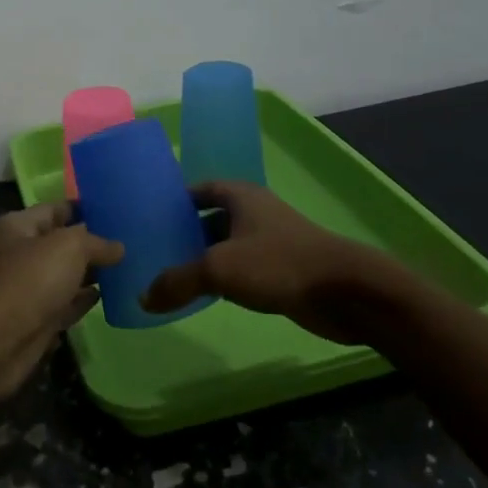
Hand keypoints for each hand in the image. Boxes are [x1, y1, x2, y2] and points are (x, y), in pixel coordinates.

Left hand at [0, 202, 123, 403]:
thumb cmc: (30, 280)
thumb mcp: (69, 247)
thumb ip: (97, 243)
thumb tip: (118, 248)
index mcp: (18, 226)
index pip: (56, 209)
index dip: (85, 209)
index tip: (117, 211)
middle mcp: (20, 254)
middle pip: (61, 243)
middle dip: (92, 244)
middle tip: (130, 241)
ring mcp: (28, 289)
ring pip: (65, 275)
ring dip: (91, 273)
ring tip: (127, 267)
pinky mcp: (37, 320)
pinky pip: (66, 304)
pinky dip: (84, 300)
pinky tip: (109, 296)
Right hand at [141, 181, 385, 345]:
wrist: (344, 291)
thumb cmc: (278, 263)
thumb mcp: (218, 268)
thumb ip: (178, 281)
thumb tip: (143, 298)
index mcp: (240, 196)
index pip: (198, 190)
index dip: (174, 201)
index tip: (147, 218)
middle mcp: (254, 212)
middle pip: (210, 218)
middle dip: (184, 233)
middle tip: (152, 252)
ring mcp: (270, 241)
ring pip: (226, 246)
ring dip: (202, 259)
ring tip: (169, 276)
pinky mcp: (281, 270)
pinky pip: (242, 269)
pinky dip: (223, 279)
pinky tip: (205, 296)